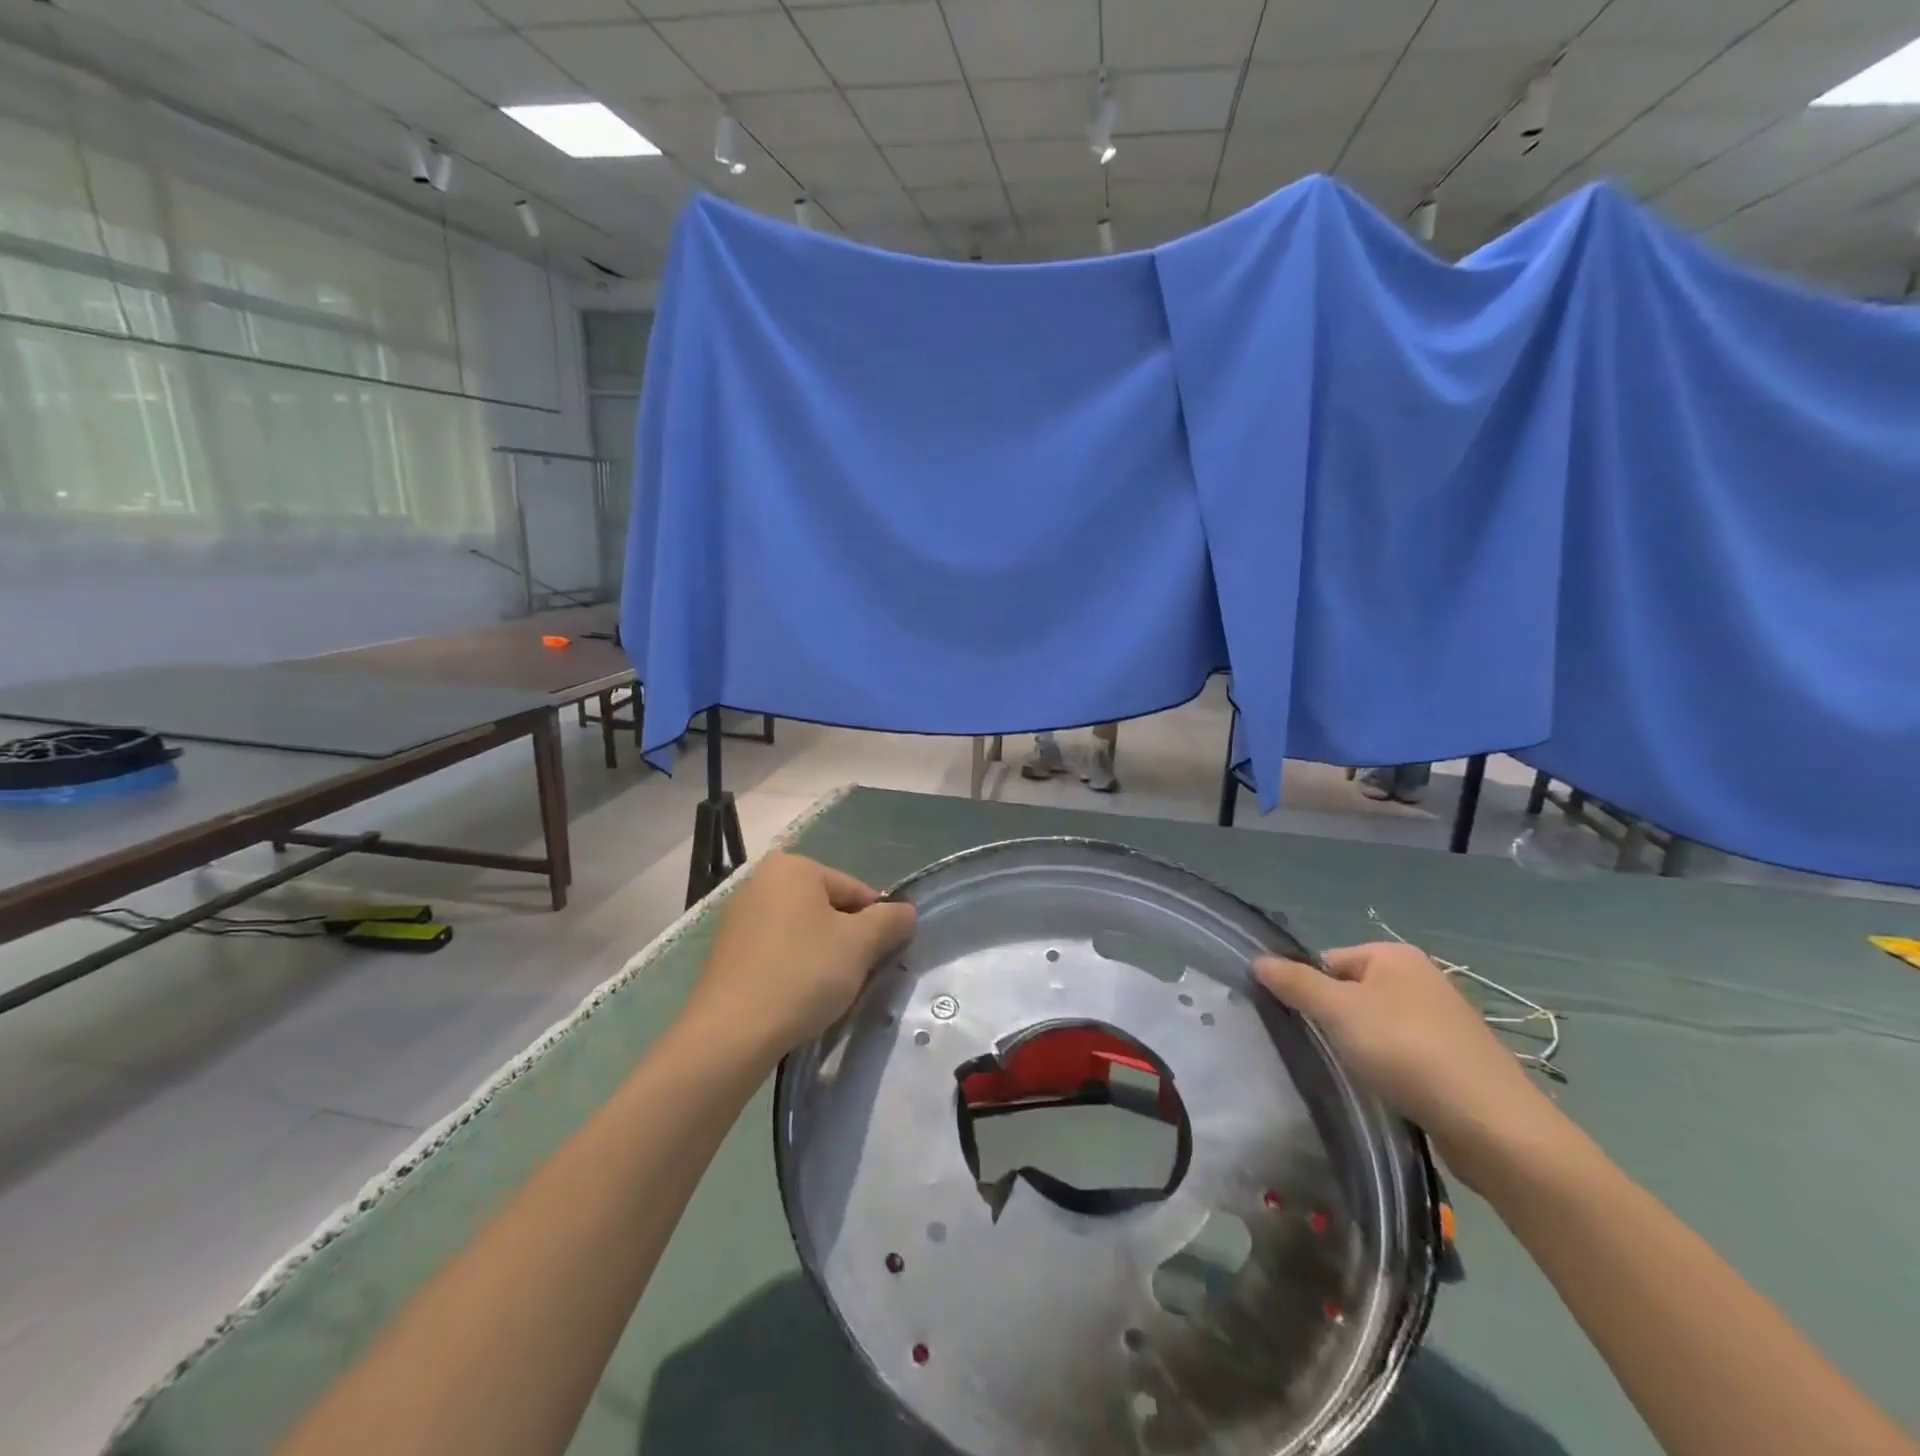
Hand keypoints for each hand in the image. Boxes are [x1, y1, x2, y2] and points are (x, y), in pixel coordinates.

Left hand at [681, 854, 916, 1065]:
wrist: (730, 1035)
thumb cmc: (802, 974)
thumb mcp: (861, 944)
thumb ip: (892, 920)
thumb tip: (906, 912)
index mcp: (793, 867)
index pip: (856, 891)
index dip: (876, 926)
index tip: (878, 960)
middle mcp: (761, 882)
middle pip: (828, 910)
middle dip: (847, 942)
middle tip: (854, 978)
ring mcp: (739, 918)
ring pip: (803, 934)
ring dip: (822, 959)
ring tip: (825, 994)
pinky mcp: (727, 954)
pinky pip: (777, 954)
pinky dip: (794, 971)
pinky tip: (797, 1000)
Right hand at [1254, 943, 1562, 1187]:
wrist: (1494, 1126)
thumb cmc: (1407, 1051)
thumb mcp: (1338, 1010)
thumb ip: (1295, 983)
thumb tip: (1258, 959)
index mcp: (1395, 955)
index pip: (1328, 961)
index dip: (1309, 989)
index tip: (1303, 1024)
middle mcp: (1421, 979)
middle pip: (1351, 992)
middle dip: (1333, 1020)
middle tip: (1323, 1051)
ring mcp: (1443, 1021)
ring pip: (1376, 1027)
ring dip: (1359, 1048)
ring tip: (1353, 1075)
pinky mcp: (1455, 1062)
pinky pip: (1402, 1055)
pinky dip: (1388, 1070)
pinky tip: (1384, 1092)